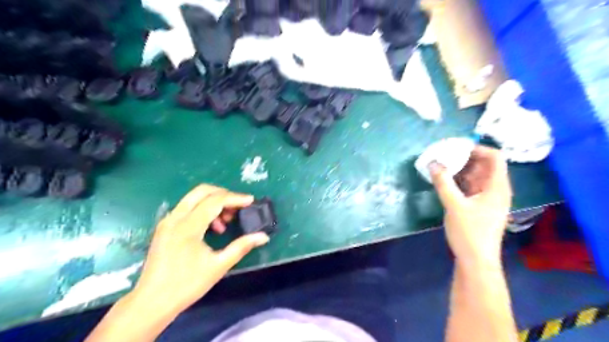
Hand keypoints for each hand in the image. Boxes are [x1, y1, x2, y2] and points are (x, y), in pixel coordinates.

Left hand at [130, 185, 267, 315]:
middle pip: (202, 191)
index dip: (235, 198)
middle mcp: (175, 218)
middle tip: (238, 208)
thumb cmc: (186, 285)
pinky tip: (211, 228)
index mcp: (188, 227)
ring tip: (225, 222)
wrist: (151, 303)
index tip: (251, 201)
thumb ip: (242, 247)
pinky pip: (187, 208)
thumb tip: (263, 237)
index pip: (215, 201)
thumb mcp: (218, 266)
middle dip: (224, 194)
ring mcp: (167, 221)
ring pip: (194, 198)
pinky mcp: (165, 227)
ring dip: (214, 202)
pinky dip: (203, 210)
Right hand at [430, 145, 509, 268]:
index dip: (477, 149)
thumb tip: (433, 163)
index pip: (495, 157)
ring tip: (441, 165)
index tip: (456, 148)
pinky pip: (470, 186)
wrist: (476, 260)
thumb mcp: (454, 205)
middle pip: (484, 165)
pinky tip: (444, 180)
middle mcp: (495, 189)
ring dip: (459, 169)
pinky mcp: (478, 206)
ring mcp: (487, 198)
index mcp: (497, 186)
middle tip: (444, 155)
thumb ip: (443, 182)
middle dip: (464, 158)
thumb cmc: (469, 232)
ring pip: (475, 176)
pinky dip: (458, 181)